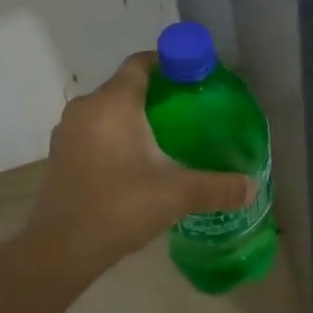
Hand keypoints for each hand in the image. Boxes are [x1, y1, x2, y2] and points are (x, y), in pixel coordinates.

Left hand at [18, 52, 256, 282]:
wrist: (60, 249)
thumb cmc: (120, 206)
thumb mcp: (178, 194)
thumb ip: (218, 187)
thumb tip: (251, 187)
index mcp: (113, 103)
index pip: (141, 63)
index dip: (169, 63)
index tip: (195, 77)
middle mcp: (86, 108)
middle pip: (126, 86)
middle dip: (158, 94)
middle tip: (190, 111)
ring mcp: (68, 132)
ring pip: (109, 110)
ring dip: (135, 116)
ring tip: (168, 137)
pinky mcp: (61, 155)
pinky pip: (95, 131)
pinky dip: (117, 136)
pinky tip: (138, 162)